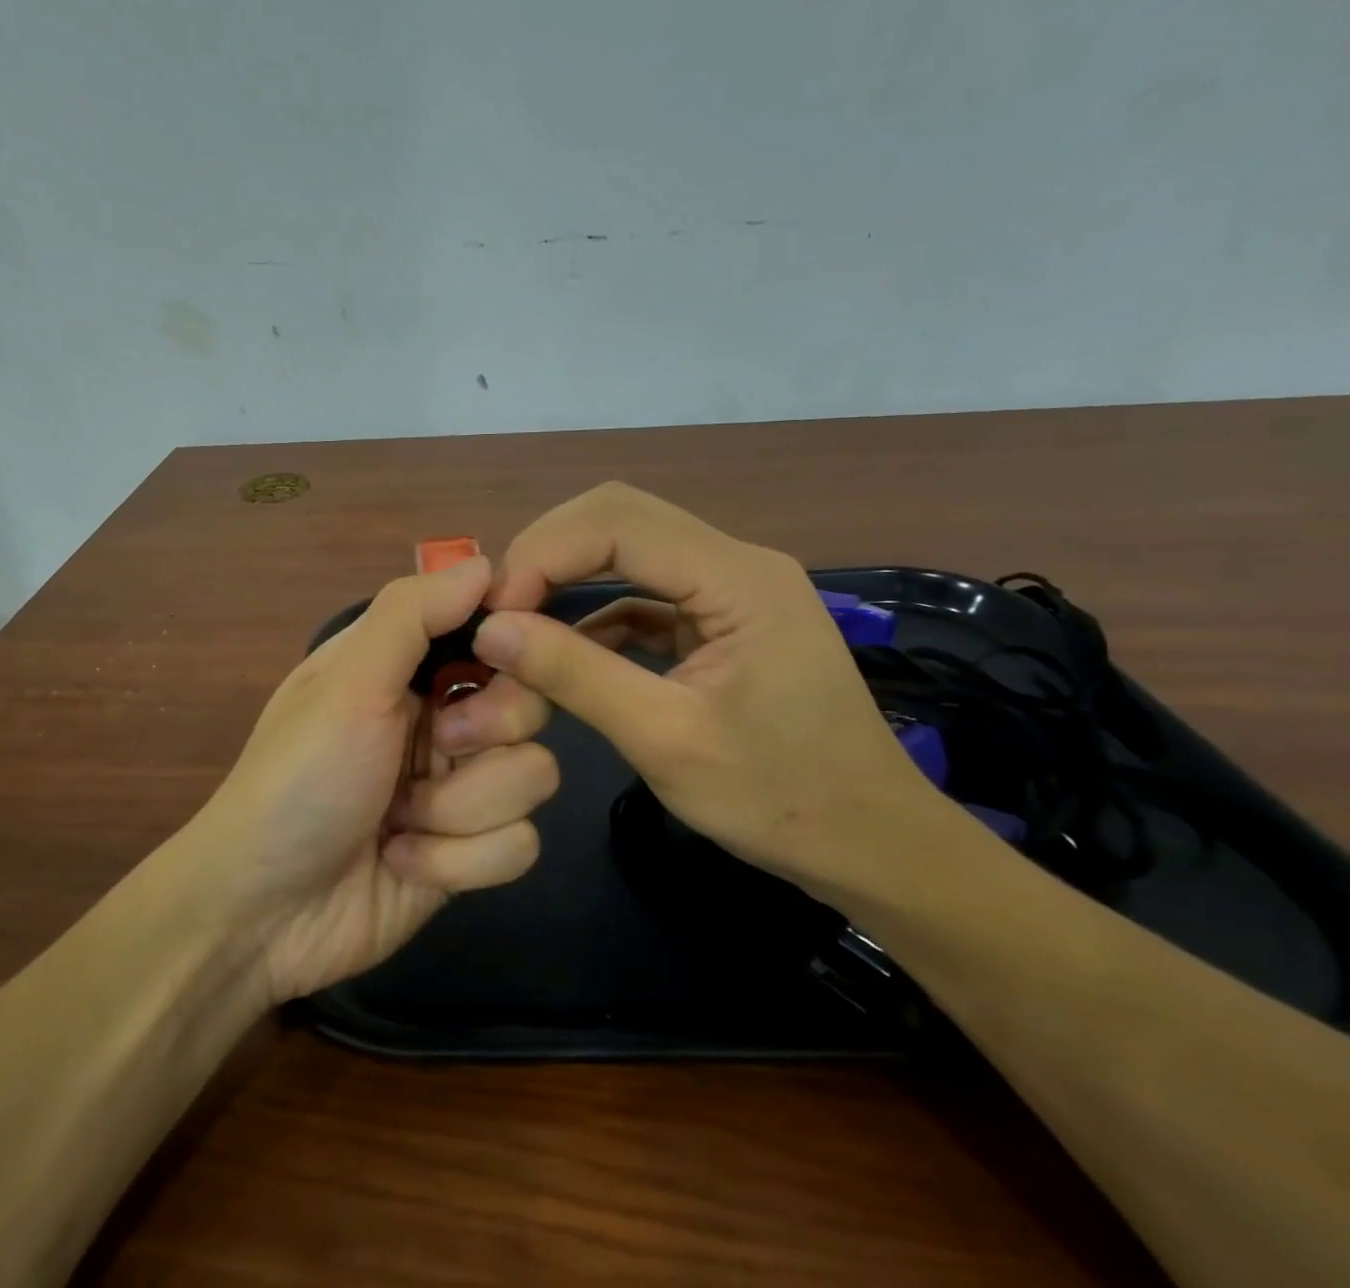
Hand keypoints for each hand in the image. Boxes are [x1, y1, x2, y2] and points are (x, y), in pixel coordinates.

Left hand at [187, 556, 557, 1003]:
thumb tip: (487, 562)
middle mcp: (442, 718)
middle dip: (485, 732)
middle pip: (530, 703)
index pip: (492, 630)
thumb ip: (411, 614)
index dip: (513, 636)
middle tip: (439, 745)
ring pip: (533, 776)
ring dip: (459, 810)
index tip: (510, 652)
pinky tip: (401, 861)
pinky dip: (457, 861)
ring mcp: (461, 789)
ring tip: (396, 821)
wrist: (263, 913)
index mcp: (408, 667)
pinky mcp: (472, 854)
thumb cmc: (298, 779)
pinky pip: (519, 845)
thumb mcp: (346, 683)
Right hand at [467, 482, 964, 904]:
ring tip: (517, 627)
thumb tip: (491, 630)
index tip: (495, 613)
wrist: (871, 846)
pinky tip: (562, 650)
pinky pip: (641, 592)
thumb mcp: (666, 740)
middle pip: (618, 518)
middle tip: (498, 613)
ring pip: (625, 549)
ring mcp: (728, 587)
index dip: (543, 553)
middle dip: (547, 556)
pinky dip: (592, 614)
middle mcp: (735, 562)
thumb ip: (576, 676)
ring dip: (564, 580)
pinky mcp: (718, 617)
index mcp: (738, 578)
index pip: (617, 520)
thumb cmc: (780, 799)